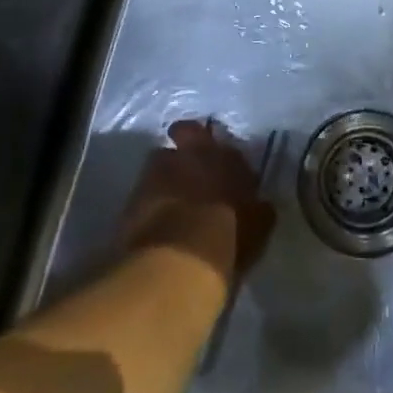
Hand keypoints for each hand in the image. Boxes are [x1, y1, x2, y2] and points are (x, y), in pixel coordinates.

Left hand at [121, 120, 276, 283]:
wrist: (178, 261)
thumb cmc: (228, 240)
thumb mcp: (257, 228)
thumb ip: (258, 210)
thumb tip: (259, 205)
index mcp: (228, 159)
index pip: (227, 147)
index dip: (223, 158)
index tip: (223, 171)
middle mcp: (193, 154)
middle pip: (187, 132)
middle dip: (187, 142)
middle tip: (190, 165)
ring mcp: (159, 170)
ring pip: (162, 158)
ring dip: (166, 171)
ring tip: (169, 194)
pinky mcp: (133, 193)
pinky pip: (144, 187)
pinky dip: (149, 197)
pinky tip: (154, 216)